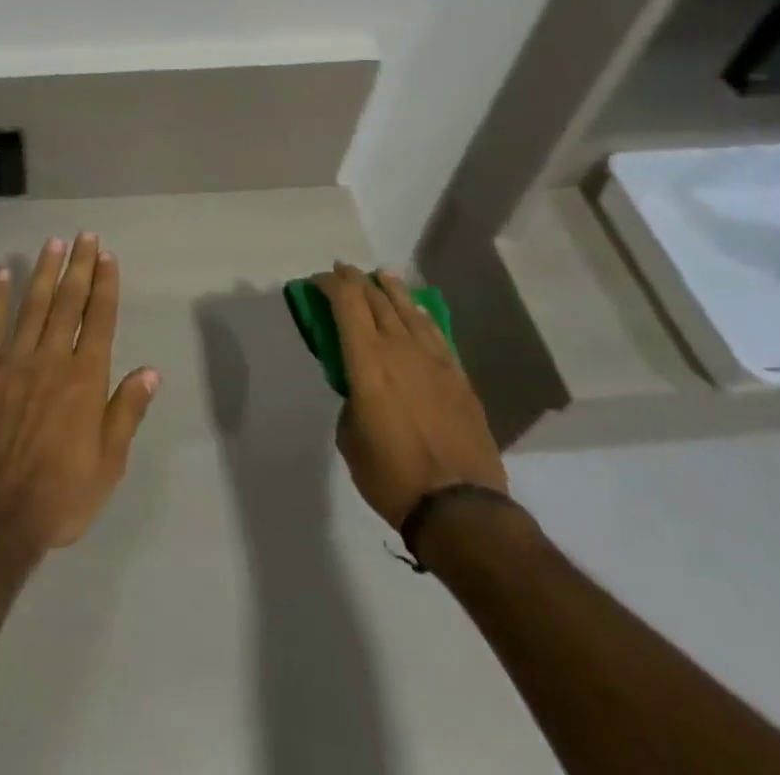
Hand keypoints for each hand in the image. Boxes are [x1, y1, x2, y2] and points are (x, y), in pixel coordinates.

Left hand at [0, 234, 160, 554]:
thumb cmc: (60, 496)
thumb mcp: (109, 464)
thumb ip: (127, 412)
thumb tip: (150, 371)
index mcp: (85, 379)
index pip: (99, 319)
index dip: (105, 284)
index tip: (107, 255)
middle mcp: (51, 360)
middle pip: (68, 302)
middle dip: (79, 266)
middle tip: (84, 235)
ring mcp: (12, 363)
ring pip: (32, 306)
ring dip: (44, 272)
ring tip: (53, 243)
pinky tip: (1, 272)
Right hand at [322, 262, 506, 531]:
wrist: (461, 507)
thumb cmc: (392, 475)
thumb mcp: (350, 439)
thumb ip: (351, 403)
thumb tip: (361, 394)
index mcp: (368, 361)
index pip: (347, 304)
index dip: (330, 284)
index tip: (319, 280)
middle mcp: (400, 349)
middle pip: (376, 299)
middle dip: (356, 280)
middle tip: (343, 271)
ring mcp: (434, 360)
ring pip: (409, 309)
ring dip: (391, 289)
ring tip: (381, 276)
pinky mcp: (459, 377)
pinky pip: (435, 333)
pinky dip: (421, 315)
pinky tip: (417, 311)